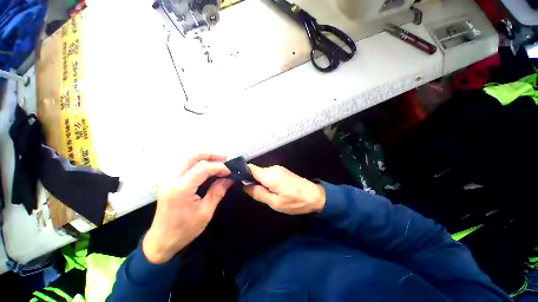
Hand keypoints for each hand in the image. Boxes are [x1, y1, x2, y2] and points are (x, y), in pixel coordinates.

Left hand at [143, 154, 233, 263]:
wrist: (161, 240)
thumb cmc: (184, 230)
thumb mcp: (205, 212)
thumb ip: (217, 192)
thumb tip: (229, 178)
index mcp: (181, 188)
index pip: (203, 168)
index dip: (219, 167)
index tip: (229, 172)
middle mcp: (171, 179)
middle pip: (191, 156)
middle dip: (210, 154)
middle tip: (224, 157)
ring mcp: (167, 178)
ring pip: (185, 157)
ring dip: (202, 156)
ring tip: (216, 159)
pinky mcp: (167, 180)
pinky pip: (182, 163)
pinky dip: (195, 160)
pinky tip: (204, 165)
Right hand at [244, 164, 325, 214]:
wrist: (315, 196)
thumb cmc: (295, 202)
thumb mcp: (275, 203)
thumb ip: (258, 193)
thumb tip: (245, 186)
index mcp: (270, 175)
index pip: (250, 168)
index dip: (242, 173)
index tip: (238, 181)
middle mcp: (273, 168)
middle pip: (255, 171)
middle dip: (251, 180)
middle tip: (253, 193)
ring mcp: (278, 169)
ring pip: (261, 173)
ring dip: (259, 182)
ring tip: (264, 193)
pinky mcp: (282, 171)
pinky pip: (268, 174)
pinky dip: (265, 181)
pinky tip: (271, 190)